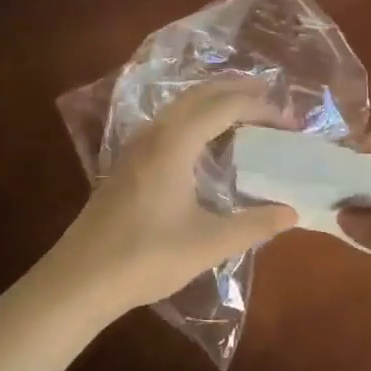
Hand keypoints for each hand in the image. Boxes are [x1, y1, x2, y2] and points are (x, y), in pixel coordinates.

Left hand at [36, 81, 296, 323]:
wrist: (78, 281)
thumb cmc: (145, 258)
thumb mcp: (208, 244)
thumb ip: (254, 225)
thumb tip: (292, 212)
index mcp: (175, 143)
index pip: (224, 106)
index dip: (260, 107)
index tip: (289, 121)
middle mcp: (154, 134)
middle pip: (200, 94)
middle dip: (237, 89)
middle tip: (271, 96)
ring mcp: (136, 146)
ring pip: (180, 106)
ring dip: (214, 101)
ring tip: (245, 111)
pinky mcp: (127, 163)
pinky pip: (169, 122)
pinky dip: (196, 117)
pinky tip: (206, 141)